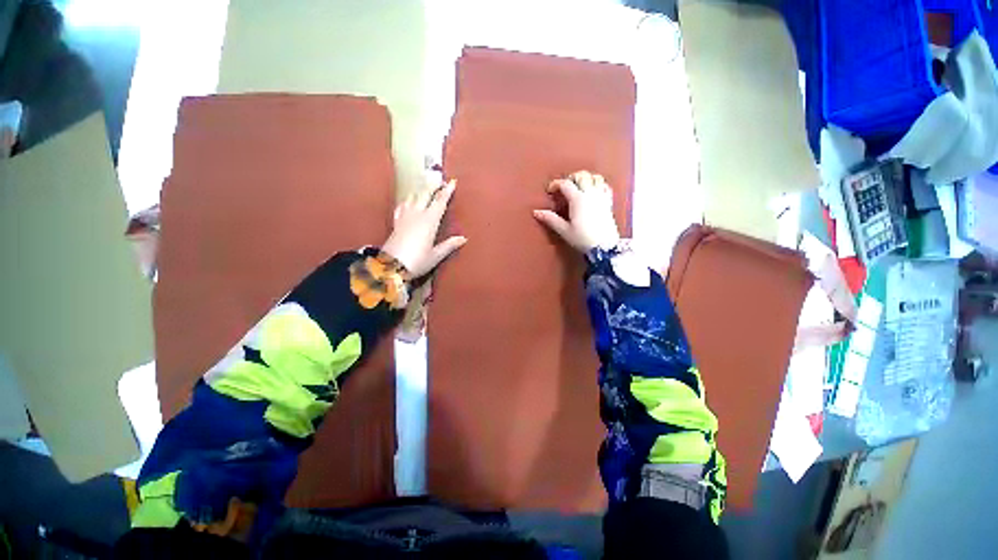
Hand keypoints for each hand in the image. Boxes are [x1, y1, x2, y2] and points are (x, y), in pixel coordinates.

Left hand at [382, 178, 466, 277]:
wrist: (391, 266)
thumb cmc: (417, 261)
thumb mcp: (436, 255)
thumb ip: (449, 245)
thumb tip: (463, 238)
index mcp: (429, 221)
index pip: (440, 201)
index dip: (447, 191)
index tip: (453, 182)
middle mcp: (417, 215)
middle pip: (425, 194)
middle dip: (433, 185)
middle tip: (439, 179)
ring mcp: (404, 217)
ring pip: (412, 197)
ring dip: (420, 190)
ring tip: (425, 187)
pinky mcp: (396, 222)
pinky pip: (402, 205)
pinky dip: (407, 200)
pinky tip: (408, 201)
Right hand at [533, 170, 620, 252]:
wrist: (604, 247)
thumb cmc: (583, 239)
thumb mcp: (564, 230)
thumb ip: (551, 219)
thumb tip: (537, 212)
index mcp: (578, 199)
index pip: (565, 184)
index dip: (555, 184)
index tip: (550, 191)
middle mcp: (590, 194)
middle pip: (581, 175)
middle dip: (571, 178)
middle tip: (564, 187)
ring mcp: (601, 197)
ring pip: (595, 177)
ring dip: (586, 178)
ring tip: (579, 186)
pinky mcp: (608, 203)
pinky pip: (605, 186)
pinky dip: (598, 184)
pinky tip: (593, 190)